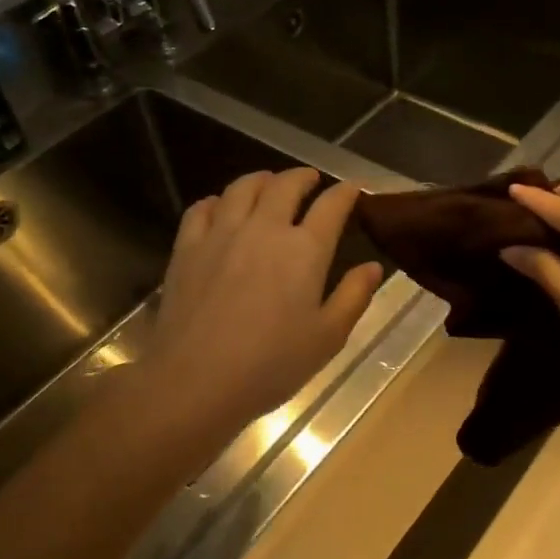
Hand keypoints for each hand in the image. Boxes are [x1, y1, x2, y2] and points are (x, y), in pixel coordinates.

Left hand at [146, 168, 382, 435]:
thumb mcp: (328, 337)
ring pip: (242, 188)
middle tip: (310, 181)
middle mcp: (264, 229)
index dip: (345, 193)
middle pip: (284, 185)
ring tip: (269, 185)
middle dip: (302, 177)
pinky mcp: (187, 247)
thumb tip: (372, 267)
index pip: (331, 206)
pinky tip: (222, 208)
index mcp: (305, 250)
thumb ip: (353, 296)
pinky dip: (218, 201)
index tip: (352, 190)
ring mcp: (221, 234)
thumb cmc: (271, 365)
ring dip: (261, 180)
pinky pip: (203, 208)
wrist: (195, 380)